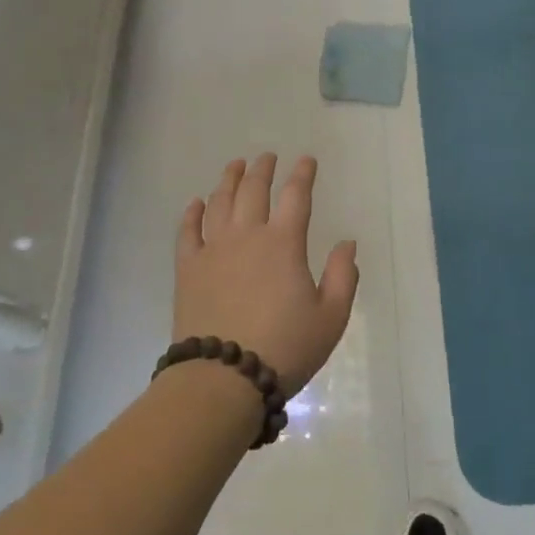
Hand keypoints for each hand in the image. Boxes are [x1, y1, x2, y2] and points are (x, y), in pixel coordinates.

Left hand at [174, 154, 359, 396]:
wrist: (224, 377)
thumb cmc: (285, 347)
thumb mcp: (331, 317)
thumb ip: (343, 276)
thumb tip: (347, 243)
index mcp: (284, 243)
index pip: (296, 196)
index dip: (303, 174)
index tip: (306, 160)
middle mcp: (247, 235)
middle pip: (254, 190)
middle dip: (263, 169)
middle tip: (268, 157)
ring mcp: (213, 249)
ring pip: (220, 202)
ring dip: (229, 179)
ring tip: (236, 165)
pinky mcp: (188, 268)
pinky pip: (188, 231)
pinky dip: (192, 213)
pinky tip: (196, 203)